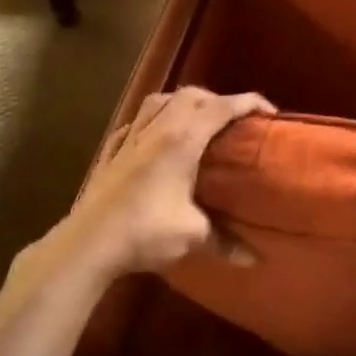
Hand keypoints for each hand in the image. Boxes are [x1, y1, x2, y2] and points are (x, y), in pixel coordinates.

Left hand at [52, 87, 274, 278]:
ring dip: (181, 102)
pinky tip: (152, 137)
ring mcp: (129, 139)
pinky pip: (132, 124)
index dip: (248, 103)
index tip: (268, 112)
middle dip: (216, 99)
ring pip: (157, 101)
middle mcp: (156, 129)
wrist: (87, 244)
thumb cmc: (145, 232)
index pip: (221, 107)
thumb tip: (254, 260)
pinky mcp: (109, 153)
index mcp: (182, 139)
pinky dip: (149, 122)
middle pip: (190, 95)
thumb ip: (225, 241)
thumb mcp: (192, 235)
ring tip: (195, 120)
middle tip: (233, 120)